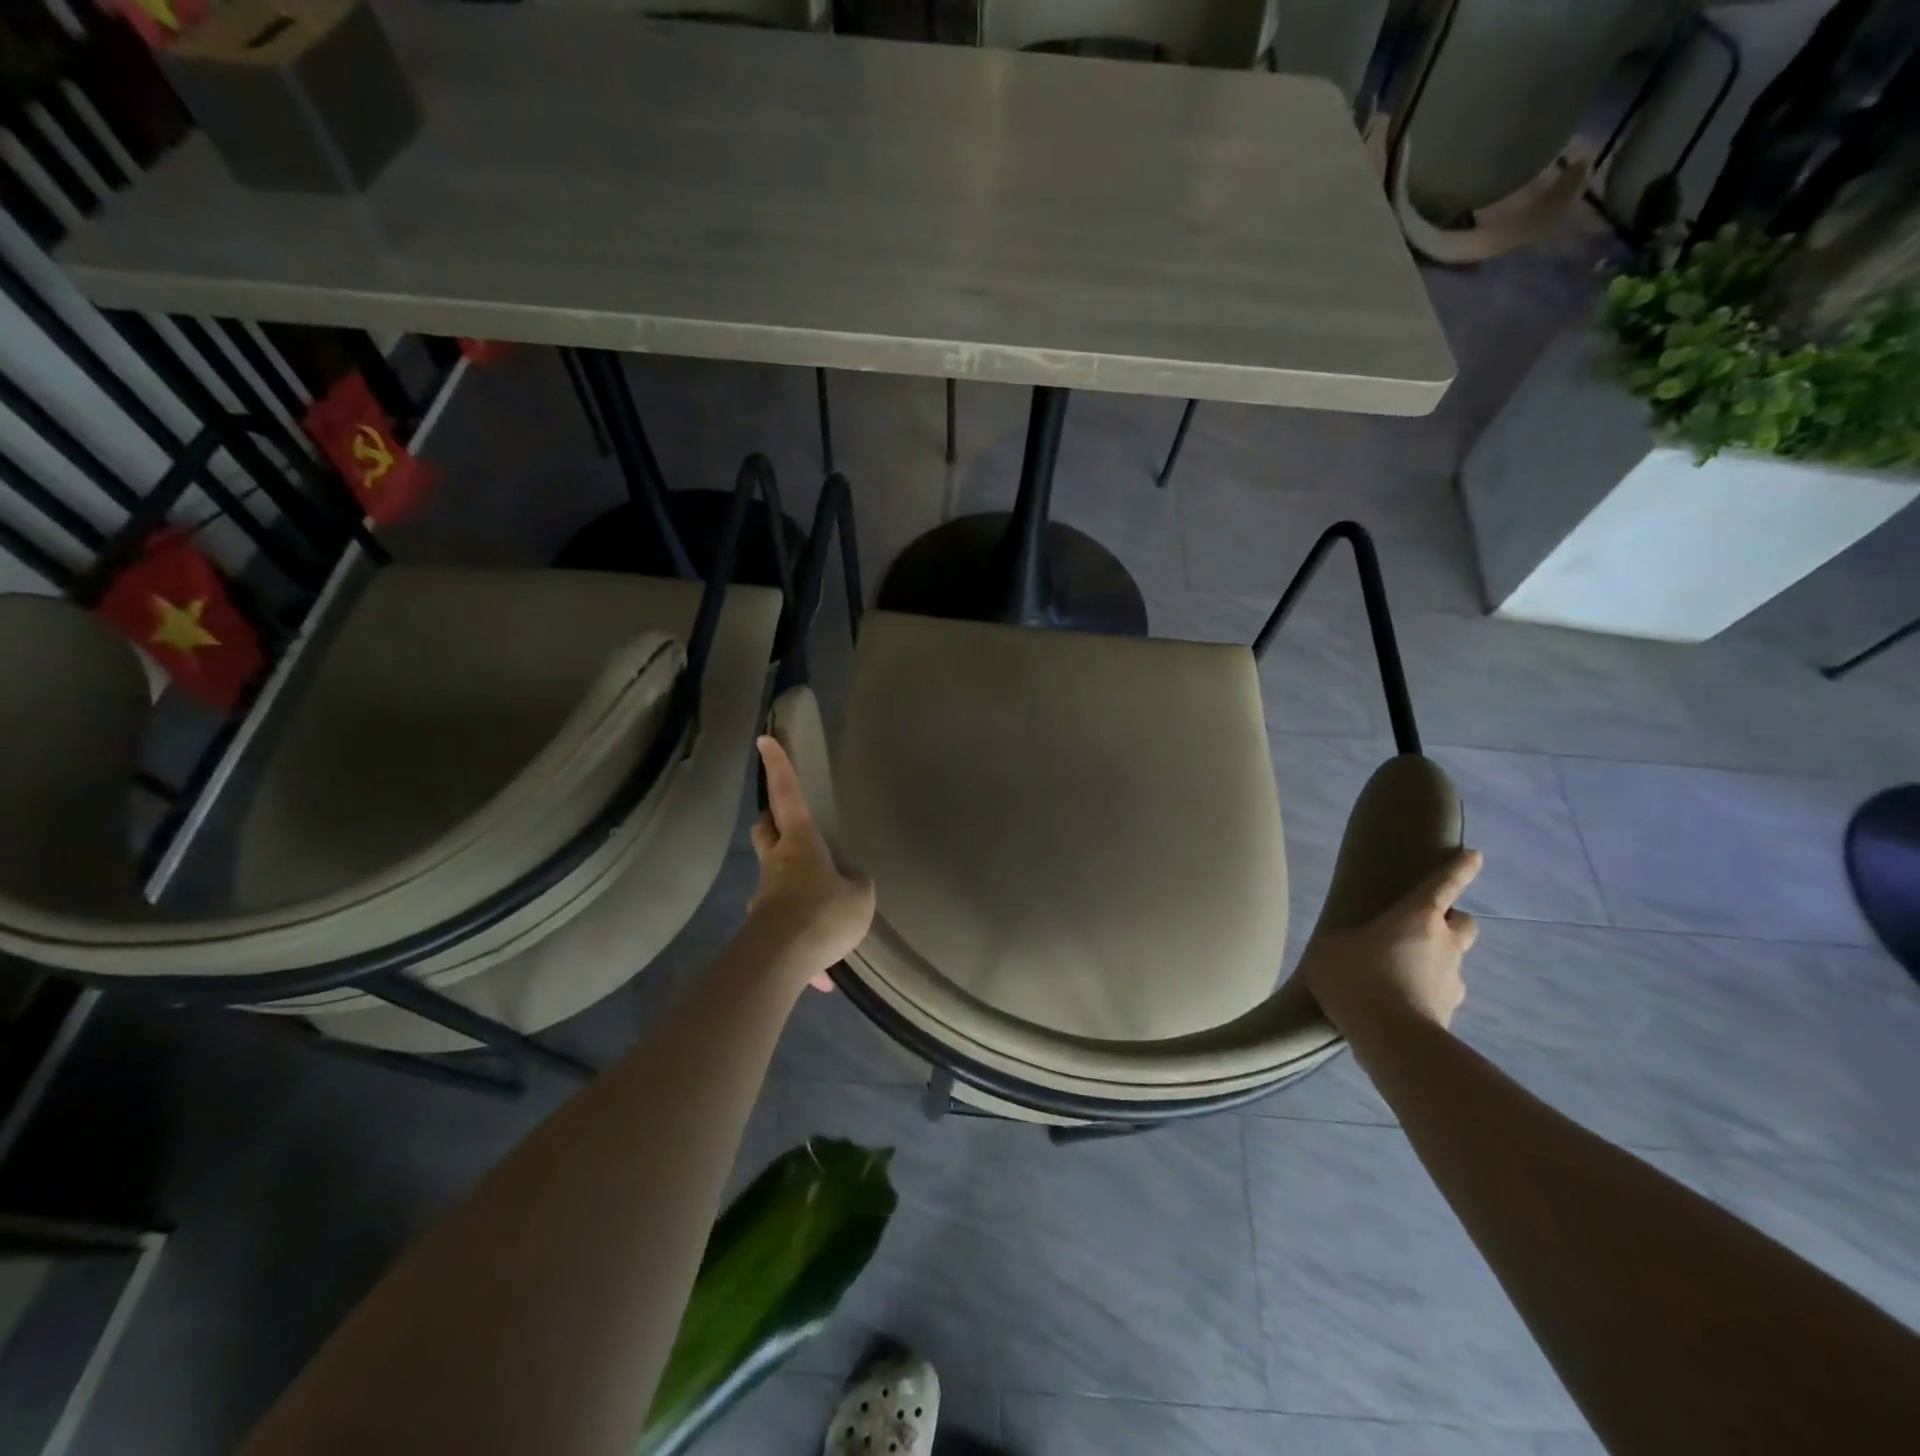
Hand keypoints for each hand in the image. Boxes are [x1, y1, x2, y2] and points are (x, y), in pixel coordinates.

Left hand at [743, 735, 875, 992]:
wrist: (781, 961)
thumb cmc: (823, 912)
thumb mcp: (859, 896)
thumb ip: (857, 883)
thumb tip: (850, 882)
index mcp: (800, 843)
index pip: (787, 794)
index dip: (778, 766)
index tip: (763, 741)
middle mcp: (778, 864)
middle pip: (765, 831)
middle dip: (772, 822)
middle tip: (786, 824)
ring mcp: (766, 897)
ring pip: (774, 880)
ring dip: (792, 886)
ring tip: (823, 914)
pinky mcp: (764, 930)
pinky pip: (786, 930)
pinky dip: (802, 946)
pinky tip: (820, 973)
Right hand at [1300, 848, 1482, 1035]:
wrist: (1391, 1038)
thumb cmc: (1359, 976)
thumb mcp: (1332, 947)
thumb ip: (1347, 940)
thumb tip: (1353, 946)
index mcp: (1418, 917)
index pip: (1444, 884)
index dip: (1459, 868)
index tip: (1474, 856)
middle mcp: (1445, 943)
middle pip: (1463, 923)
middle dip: (1450, 922)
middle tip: (1421, 929)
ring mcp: (1451, 981)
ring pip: (1451, 961)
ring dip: (1432, 963)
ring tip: (1396, 976)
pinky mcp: (1449, 1014)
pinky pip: (1437, 995)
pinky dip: (1422, 995)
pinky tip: (1395, 1006)